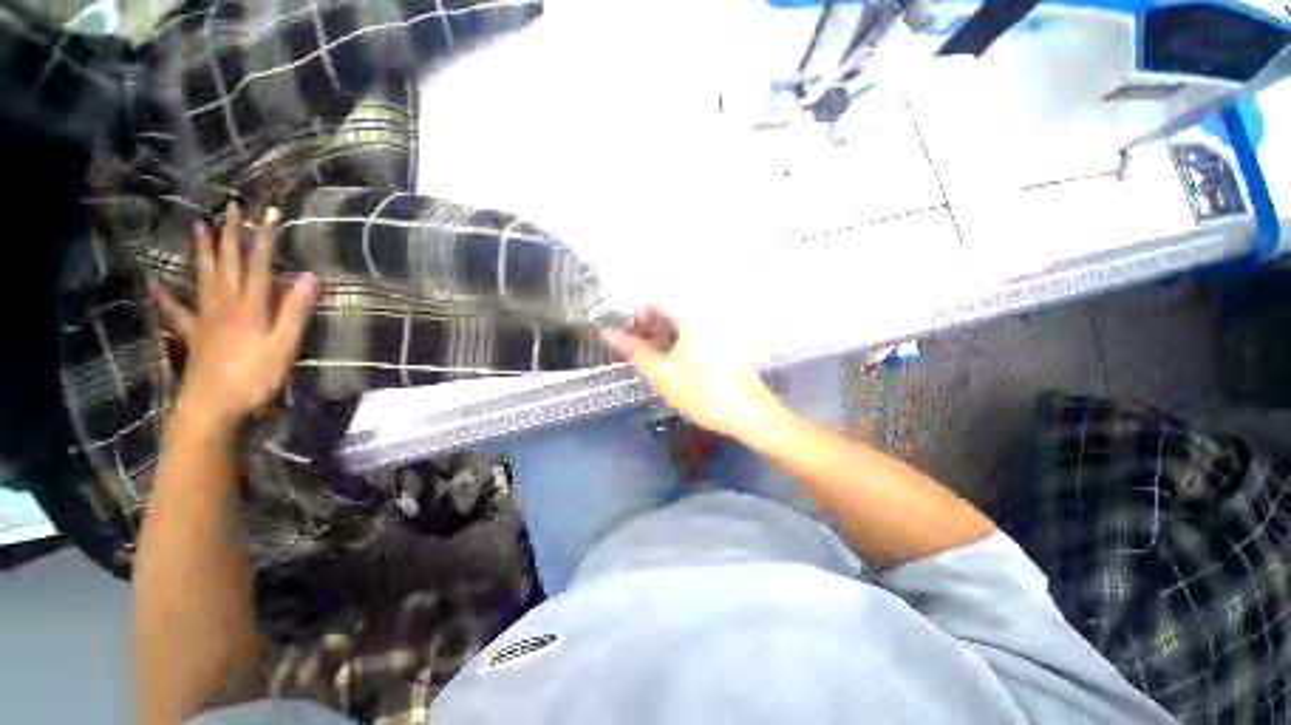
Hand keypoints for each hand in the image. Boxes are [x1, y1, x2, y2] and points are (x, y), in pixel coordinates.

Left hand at [150, 204, 316, 430]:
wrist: (212, 407)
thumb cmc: (254, 377)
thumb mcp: (284, 345)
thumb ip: (295, 311)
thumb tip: (310, 277)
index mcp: (250, 306)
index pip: (259, 265)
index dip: (264, 238)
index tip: (268, 213)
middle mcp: (225, 305)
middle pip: (227, 263)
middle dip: (231, 234)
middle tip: (230, 207)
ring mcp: (206, 318)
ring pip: (203, 277)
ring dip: (202, 251)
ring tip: (197, 226)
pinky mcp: (194, 334)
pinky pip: (176, 310)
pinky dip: (164, 295)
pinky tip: (155, 283)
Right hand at [602, 307, 784, 441]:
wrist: (748, 414)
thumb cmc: (704, 393)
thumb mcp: (663, 375)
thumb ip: (635, 352)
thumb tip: (611, 334)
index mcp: (690, 321)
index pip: (654, 305)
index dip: (633, 315)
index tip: (619, 330)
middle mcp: (703, 321)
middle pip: (667, 316)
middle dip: (644, 329)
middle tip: (627, 347)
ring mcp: (712, 335)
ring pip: (677, 329)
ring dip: (657, 339)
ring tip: (642, 357)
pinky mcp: (718, 348)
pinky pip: (689, 340)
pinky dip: (673, 347)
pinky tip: (665, 364)